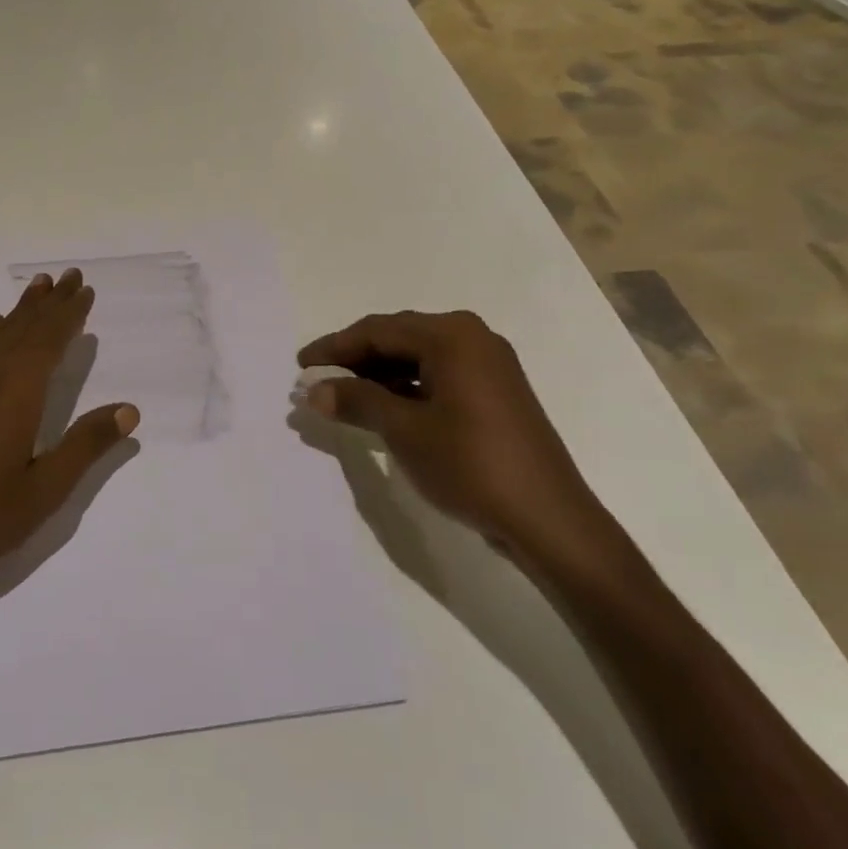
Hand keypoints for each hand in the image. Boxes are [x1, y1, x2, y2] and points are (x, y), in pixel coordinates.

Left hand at [0, 269, 138, 626]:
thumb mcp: (41, 492)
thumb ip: (85, 447)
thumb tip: (129, 409)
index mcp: (16, 393)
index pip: (49, 340)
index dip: (69, 314)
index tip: (84, 289)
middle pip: (23, 329)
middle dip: (48, 303)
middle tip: (68, 275)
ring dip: (20, 312)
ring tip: (36, 289)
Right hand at [298, 310, 631, 583]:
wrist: (546, 518)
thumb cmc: (470, 464)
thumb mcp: (404, 430)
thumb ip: (357, 401)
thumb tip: (315, 390)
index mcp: (452, 335)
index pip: (378, 330)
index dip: (334, 348)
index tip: (301, 366)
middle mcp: (472, 338)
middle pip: (398, 339)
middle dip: (354, 361)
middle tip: (317, 382)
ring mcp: (487, 365)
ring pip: (417, 359)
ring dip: (378, 377)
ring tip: (342, 399)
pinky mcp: (494, 393)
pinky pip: (437, 377)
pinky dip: (405, 390)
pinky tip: (382, 410)